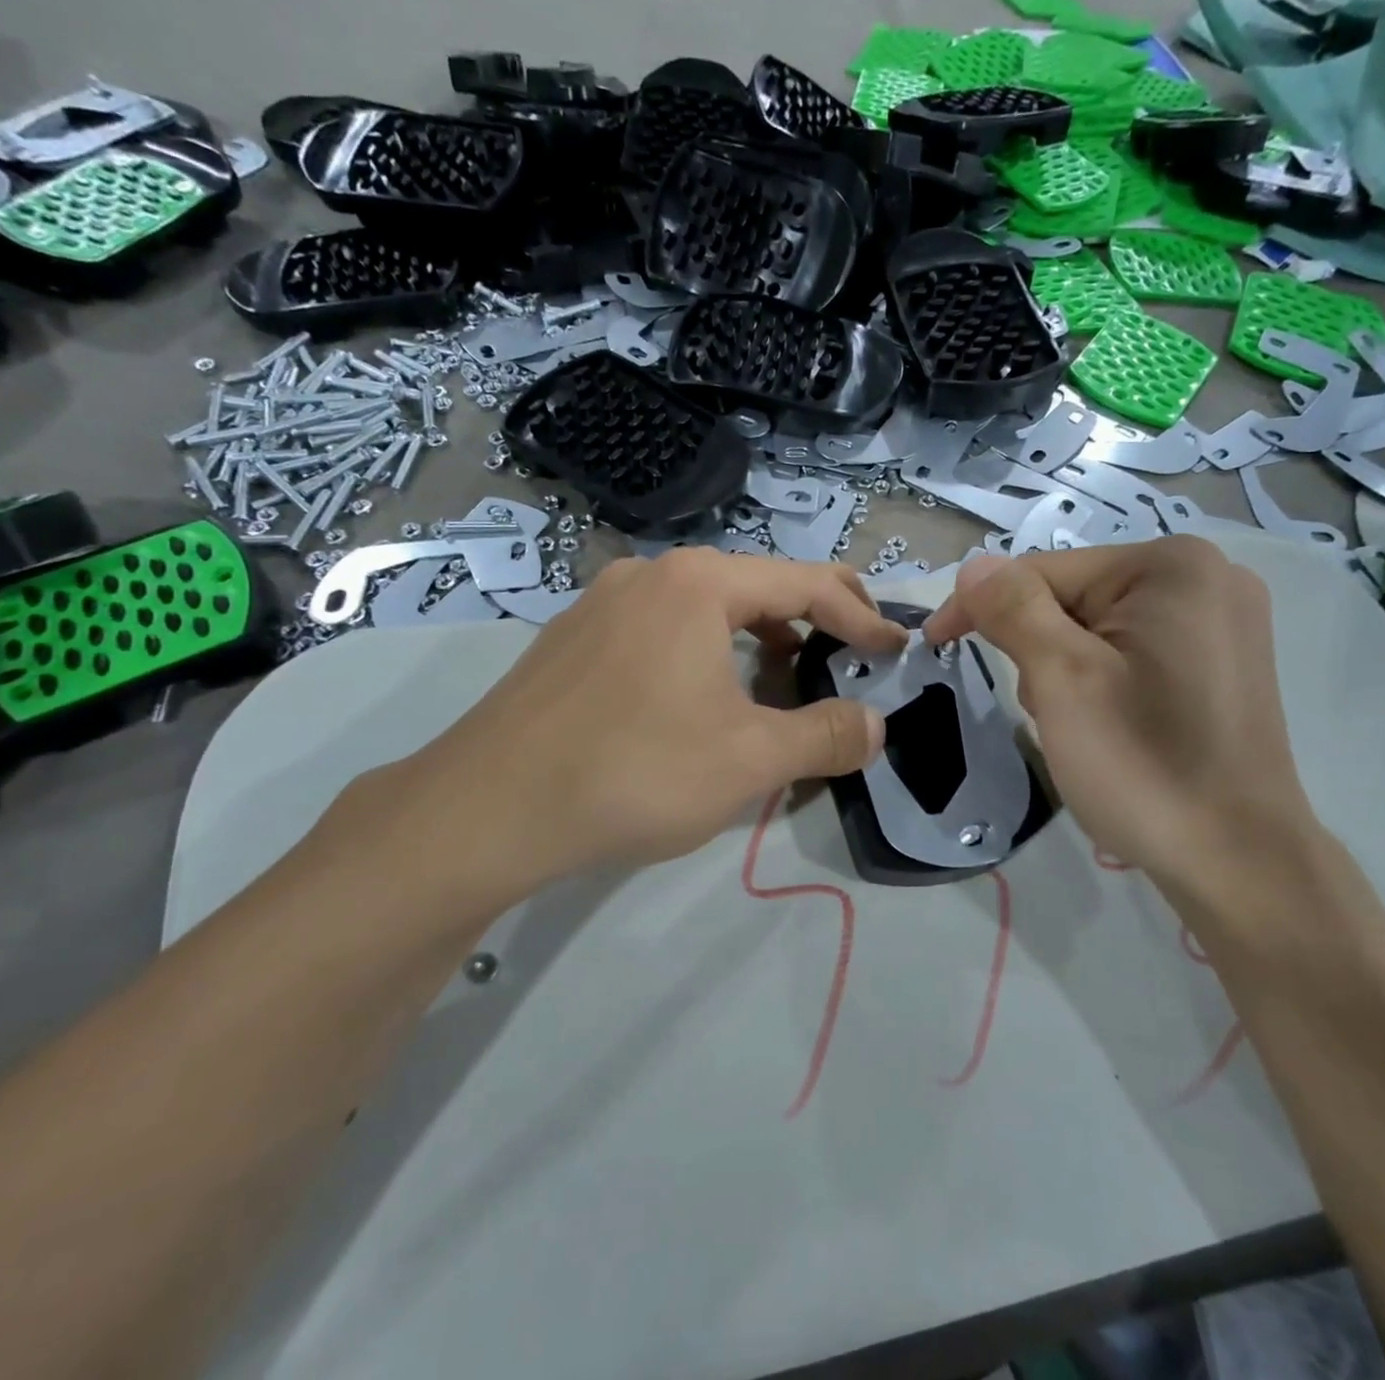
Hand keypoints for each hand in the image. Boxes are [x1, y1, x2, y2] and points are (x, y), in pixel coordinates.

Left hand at [344, 550, 907, 911]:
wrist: (490, 808)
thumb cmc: (636, 771)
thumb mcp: (751, 760)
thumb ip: (826, 737)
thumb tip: (876, 726)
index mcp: (699, 584)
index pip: (805, 584)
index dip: (860, 617)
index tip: (895, 649)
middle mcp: (650, 575)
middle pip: (754, 586)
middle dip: (811, 618)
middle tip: (851, 647)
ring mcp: (603, 603)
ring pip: (705, 608)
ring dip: (756, 637)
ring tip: (783, 678)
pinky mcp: (573, 639)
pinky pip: (662, 630)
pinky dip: (706, 652)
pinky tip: (705, 697)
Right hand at [922, 540, 1317, 890]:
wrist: (1237, 862)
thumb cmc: (1144, 765)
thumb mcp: (1062, 680)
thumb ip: (1012, 610)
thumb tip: (974, 566)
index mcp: (1172, 566)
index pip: (1044, 570)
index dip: (981, 606)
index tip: (935, 645)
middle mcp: (1206, 577)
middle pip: (1073, 597)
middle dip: (1037, 649)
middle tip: (1046, 713)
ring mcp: (1221, 621)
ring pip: (1097, 627)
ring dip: (1065, 670)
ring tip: (1080, 727)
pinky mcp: (1220, 662)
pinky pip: (1131, 650)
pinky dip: (1100, 680)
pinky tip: (1111, 726)